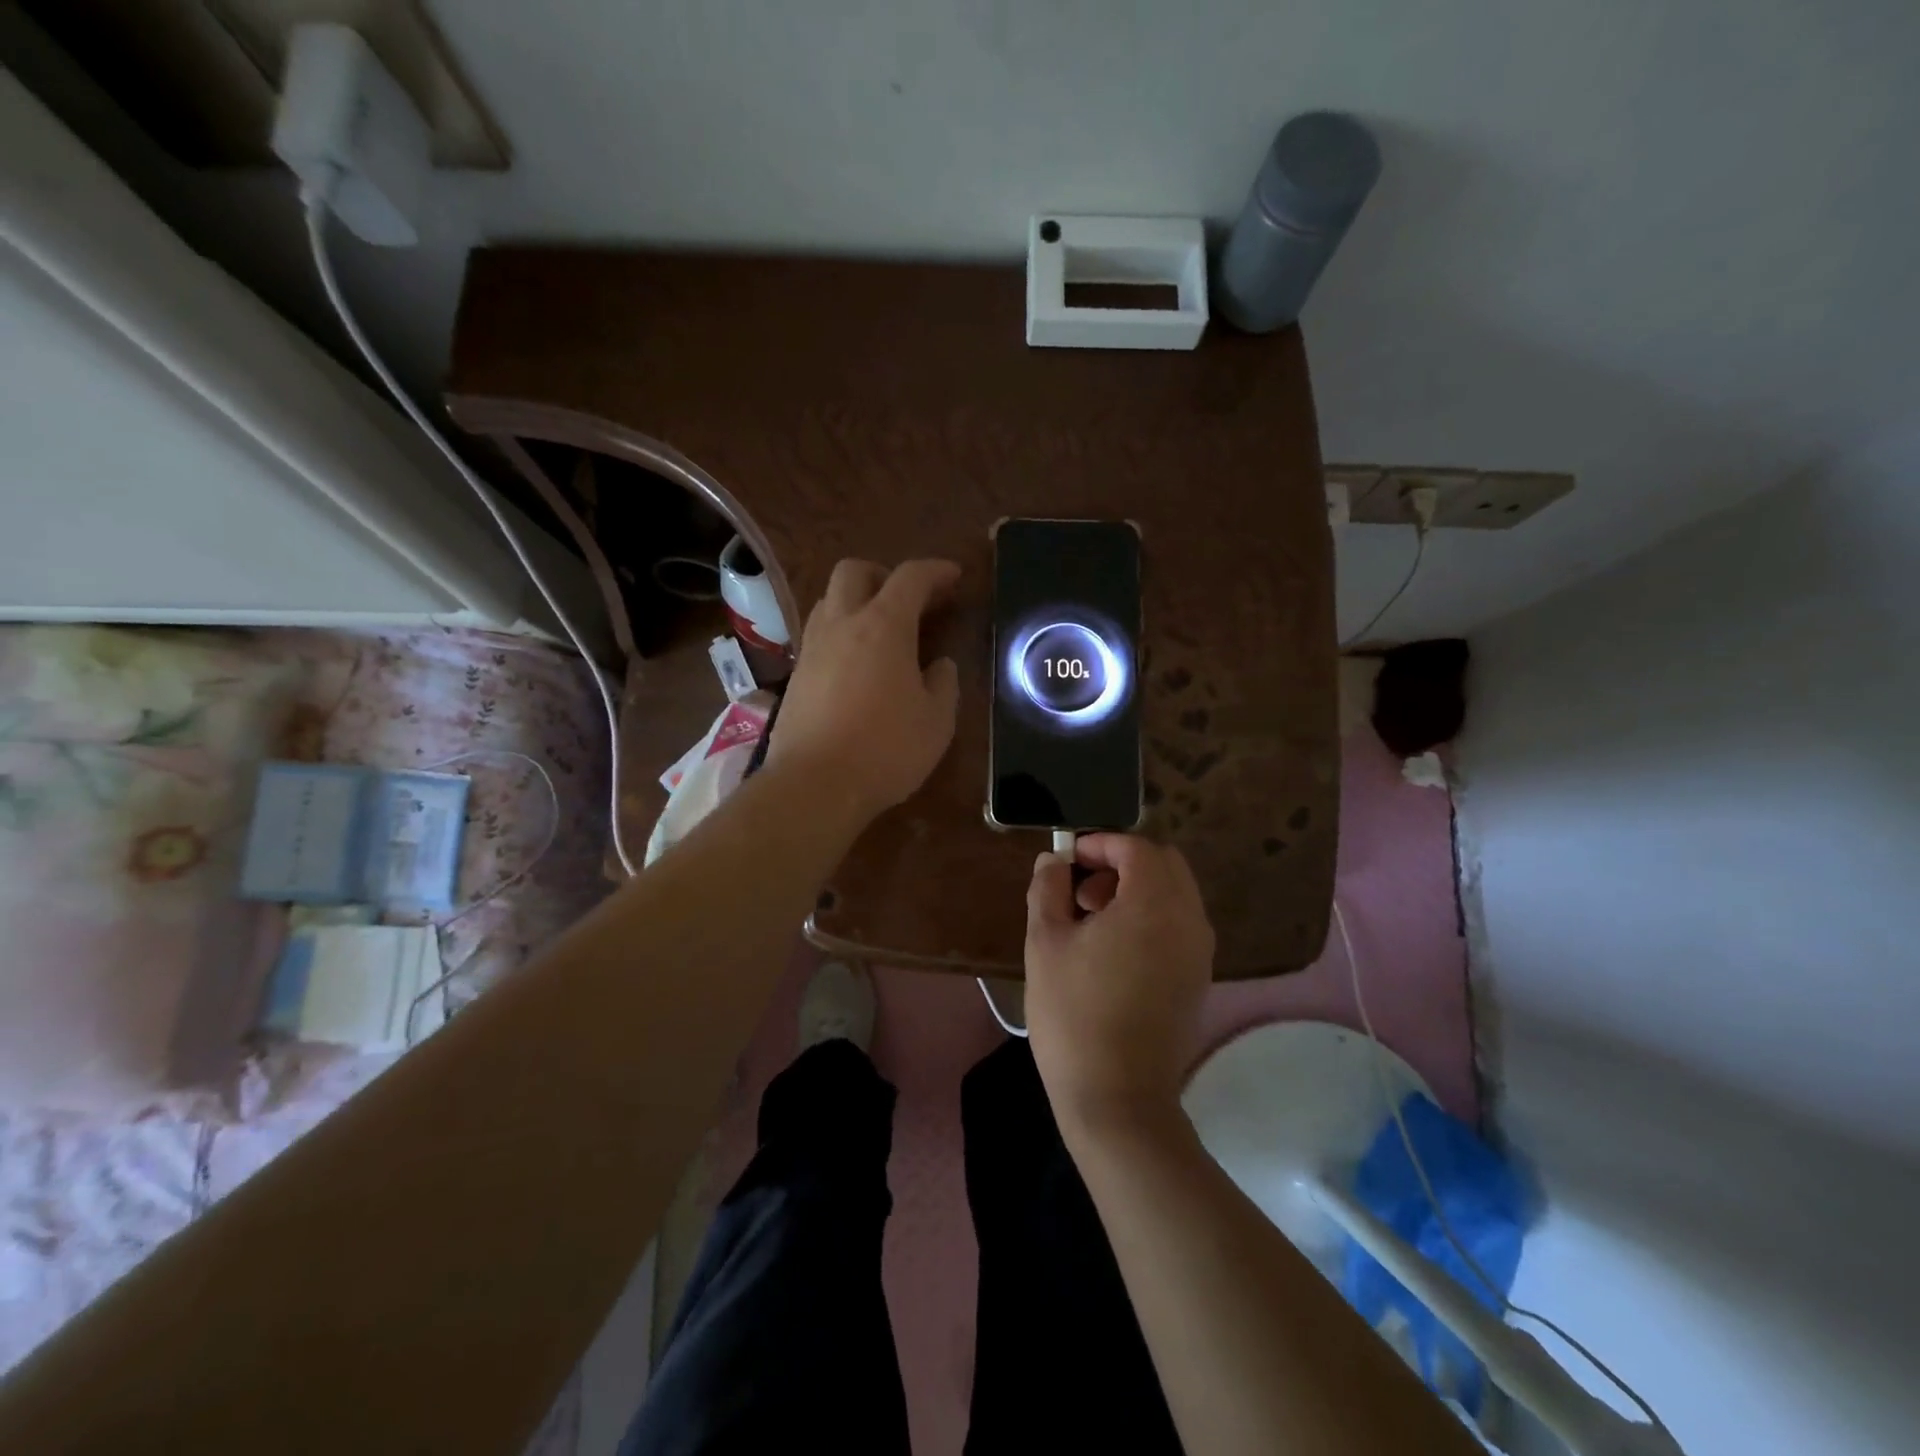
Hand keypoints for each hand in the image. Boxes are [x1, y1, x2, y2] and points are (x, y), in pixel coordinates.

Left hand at [768, 558, 961, 820]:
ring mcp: (812, 647)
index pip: (911, 577)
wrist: (814, 785)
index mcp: (883, 626)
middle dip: (885, 575)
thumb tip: (940, 665)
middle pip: (855, 571)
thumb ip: (944, 683)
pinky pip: (819, 633)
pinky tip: (856, 663)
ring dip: (858, 601)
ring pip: (831, 599)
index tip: (954, 577)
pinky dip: (841, 632)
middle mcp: (842, 624)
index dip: (936, 571)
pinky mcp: (796, 674)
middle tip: (909, 602)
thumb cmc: (886, 750)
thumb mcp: (936, 721)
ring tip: (881, 631)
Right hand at [1024, 835, 1214, 1139]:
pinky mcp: (1199, 979)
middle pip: (1165, 864)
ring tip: (1093, 921)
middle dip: (1122, 863)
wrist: (1118, 1098)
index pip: (1137, 847)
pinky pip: (1180, 924)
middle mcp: (1189, 919)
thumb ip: (1048, 888)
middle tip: (1081, 890)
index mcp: (1154, 903)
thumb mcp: (1045, 943)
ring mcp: (1200, 951)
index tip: (1068, 860)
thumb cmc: (1073, 1013)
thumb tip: (1054, 860)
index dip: (1100, 844)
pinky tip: (1115, 951)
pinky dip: (1152, 917)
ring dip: (1137, 890)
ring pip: (1175, 894)